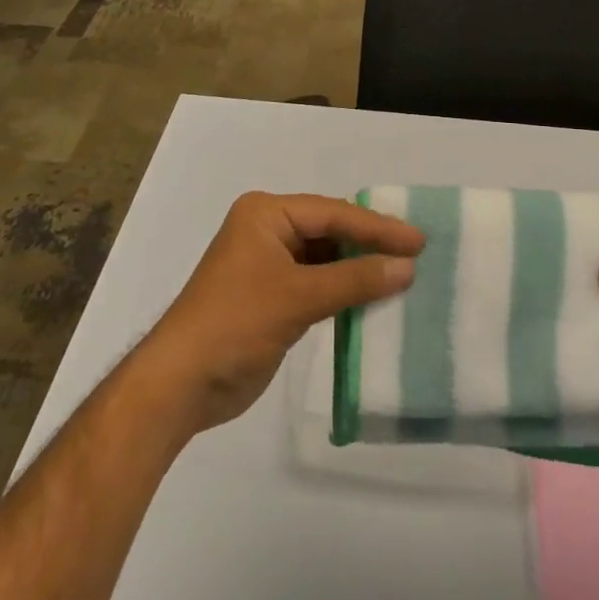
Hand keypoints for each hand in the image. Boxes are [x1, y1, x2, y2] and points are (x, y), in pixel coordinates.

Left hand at [133, 192, 422, 438]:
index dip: (377, 227)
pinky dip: (344, 291)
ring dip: (359, 269)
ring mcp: (269, 265)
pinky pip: (318, 284)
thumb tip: (408, 267)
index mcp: (267, 213)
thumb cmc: (235, 324)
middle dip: (370, 244)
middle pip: (331, 231)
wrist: (180, 386)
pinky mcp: (272, 297)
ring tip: (403, 274)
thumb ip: (355, 279)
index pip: (333, 213)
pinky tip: (374, 298)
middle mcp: (268, 230)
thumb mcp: (298, 297)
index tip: (418, 240)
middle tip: (416, 253)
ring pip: (326, 259)